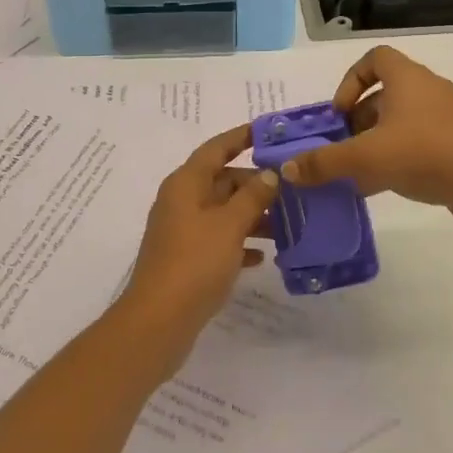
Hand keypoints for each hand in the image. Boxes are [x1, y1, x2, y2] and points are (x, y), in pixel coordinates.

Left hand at [118, 124, 280, 354]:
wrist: (159, 321)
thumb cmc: (195, 262)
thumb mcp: (230, 225)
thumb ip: (253, 196)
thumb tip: (270, 174)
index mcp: (186, 184)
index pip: (216, 148)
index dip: (241, 137)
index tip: (269, 132)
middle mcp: (182, 202)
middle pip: (222, 181)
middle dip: (256, 183)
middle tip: (292, 188)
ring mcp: (183, 231)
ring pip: (223, 212)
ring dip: (252, 215)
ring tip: (287, 223)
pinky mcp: (187, 259)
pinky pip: (219, 240)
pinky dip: (240, 243)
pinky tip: (263, 255)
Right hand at [281, 46, 452, 236]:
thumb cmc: (426, 154)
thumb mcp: (367, 157)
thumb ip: (325, 162)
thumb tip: (287, 169)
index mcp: (408, 78)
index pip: (376, 58)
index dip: (351, 80)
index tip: (339, 113)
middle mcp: (427, 91)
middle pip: (384, 95)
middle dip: (357, 121)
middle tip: (341, 148)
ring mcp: (446, 120)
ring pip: (400, 124)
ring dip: (375, 144)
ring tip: (355, 173)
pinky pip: (418, 146)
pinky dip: (396, 161)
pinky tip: (380, 189)